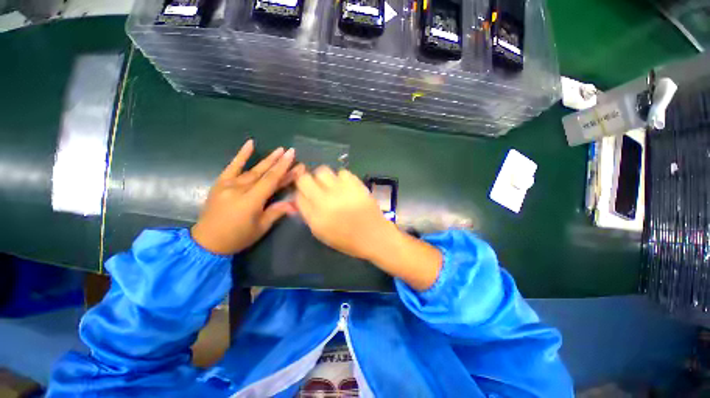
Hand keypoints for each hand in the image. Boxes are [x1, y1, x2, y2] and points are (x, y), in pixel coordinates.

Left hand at [191, 140, 300, 254]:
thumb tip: (294, 203)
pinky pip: (232, 166)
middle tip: (290, 151)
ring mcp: (228, 184)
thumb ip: (276, 212)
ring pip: (252, 170)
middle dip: (279, 162)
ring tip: (279, 150)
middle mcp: (239, 189)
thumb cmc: (237, 237)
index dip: (283, 168)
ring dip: (267, 159)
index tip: (292, 156)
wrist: (206, 242)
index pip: (270, 180)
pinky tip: (250, 143)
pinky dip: (241, 155)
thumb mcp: (260, 228)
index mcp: (250, 201)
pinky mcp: (220, 183)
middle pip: (264, 174)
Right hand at [295, 166, 441, 290]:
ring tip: (331, 185)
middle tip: (315, 186)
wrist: (374, 236)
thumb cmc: (347, 239)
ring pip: (323, 171)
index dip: (300, 192)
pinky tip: (345, 186)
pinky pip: (342, 172)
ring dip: (324, 177)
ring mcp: (342, 190)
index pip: (298, 195)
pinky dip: (341, 178)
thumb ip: (308, 214)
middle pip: (305, 178)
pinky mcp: (356, 185)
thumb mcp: (322, 233)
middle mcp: (325, 201)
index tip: (305, 193)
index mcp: (315, 217)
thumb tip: (300, 198)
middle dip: (307, 180)